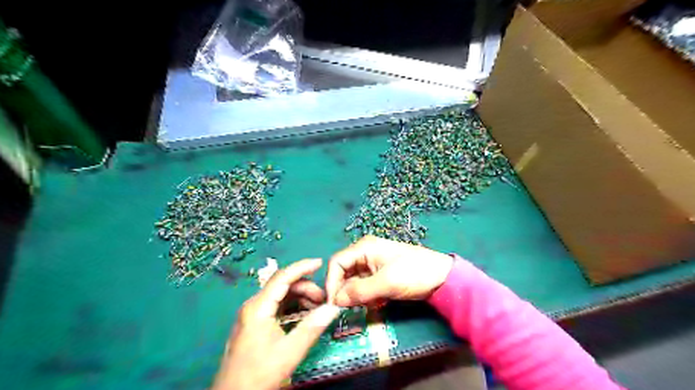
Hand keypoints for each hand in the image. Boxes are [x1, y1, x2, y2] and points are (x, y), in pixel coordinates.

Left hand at [211, 259, 341, 389]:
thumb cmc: (259, 374)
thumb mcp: (289, 352)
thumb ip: (312, 327)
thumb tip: (333, 308)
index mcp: (258, 307)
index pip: (282, 277)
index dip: (302, 267)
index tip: (320, 263)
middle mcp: (253, 305)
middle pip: (282, 285)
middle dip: (305, 288)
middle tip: (324, 300)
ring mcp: (252, 314)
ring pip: (280, 296)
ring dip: (300, 298)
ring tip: (317, 309)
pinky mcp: (253, 323)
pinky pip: (276, 306)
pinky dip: (292, 307)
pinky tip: (304, 316)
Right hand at [327, 235, 457, 306]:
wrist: (443, 277)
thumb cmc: (414, 273)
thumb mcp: (386, 283)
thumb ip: (359, 291)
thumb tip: (336, 301)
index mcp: (364, 248)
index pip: (337, 263)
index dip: (331, 282)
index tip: (332, 304)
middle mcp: (365, 254)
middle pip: (344, 273)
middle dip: (345, 291)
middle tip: (349, 309)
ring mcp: (373, 265)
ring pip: (354, 282)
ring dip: (357, 296)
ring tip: (369, 305)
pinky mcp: (380, 276)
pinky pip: (365, 287)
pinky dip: (367, 297)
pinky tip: (377, 303)